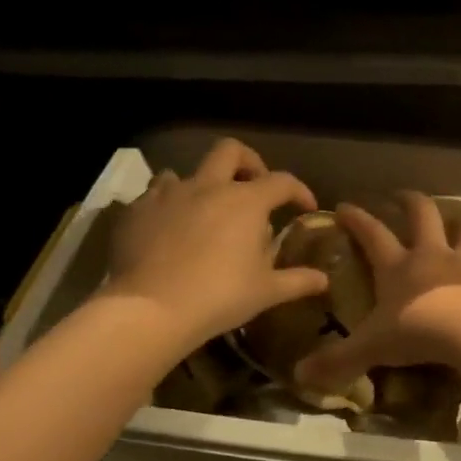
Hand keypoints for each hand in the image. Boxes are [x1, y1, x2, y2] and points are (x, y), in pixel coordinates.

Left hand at [103, 138, 325, 348]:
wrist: (150, 308)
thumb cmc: (219, 297)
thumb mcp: (266, 292)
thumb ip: (297, 280)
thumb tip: (324, 280)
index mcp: (246, 201)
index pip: (282, 181)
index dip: (299, 190)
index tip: (305, 207)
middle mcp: (208, 186)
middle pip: (231, 151)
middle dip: (248, 162)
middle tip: (253, 187)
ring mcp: (168, 194)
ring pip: (187, 171)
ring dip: (202, 184)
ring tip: (206, 212)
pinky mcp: (137, 210)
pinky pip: (155, 194)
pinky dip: (169, 205)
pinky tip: (170, 229)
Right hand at [294, 191, 460, 392]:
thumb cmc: (417, 332)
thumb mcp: (371, 348)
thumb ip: (338, 360)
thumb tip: (300, 376)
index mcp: (399, 266)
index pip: (372, 234)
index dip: (357, 219)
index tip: (344, 206)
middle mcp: (434, 254)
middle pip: (423, 214)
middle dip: (411, 202)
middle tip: (403, 197)